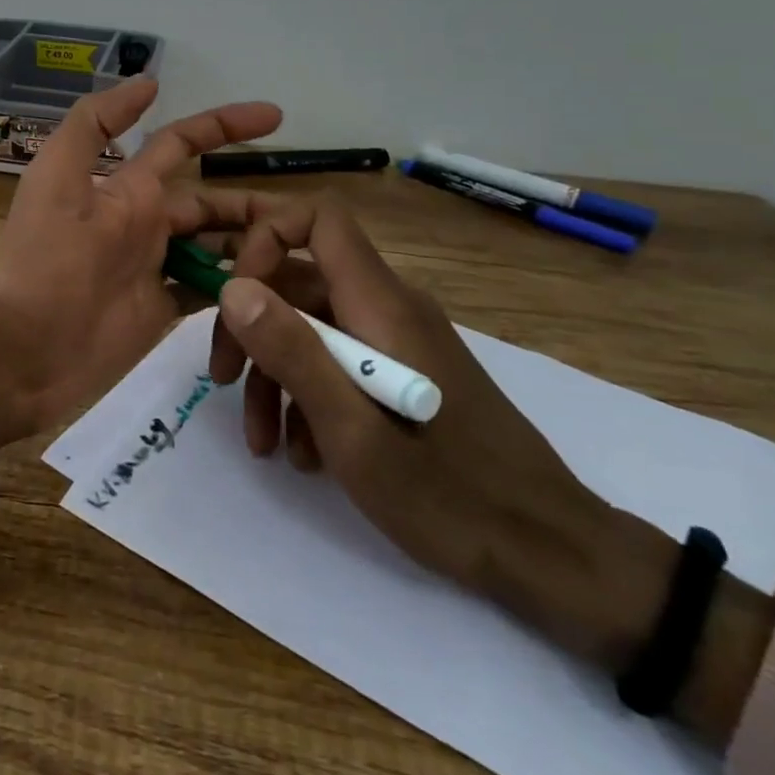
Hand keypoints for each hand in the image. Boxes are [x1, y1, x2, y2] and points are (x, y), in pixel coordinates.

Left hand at [0, 79, 280, 460]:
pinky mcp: (161, 310)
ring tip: (303, 257)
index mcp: (126, 188)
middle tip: (309, 218)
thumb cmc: (45, 260)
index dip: (224, 125)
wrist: (24, 348)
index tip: (275, 116)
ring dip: (254, 247)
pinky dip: (238, 287)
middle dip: (254, 203)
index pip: (182, 143)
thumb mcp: (58, 176)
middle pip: (212, 203)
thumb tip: (146, 82)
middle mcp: (145, 222)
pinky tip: (275, 292)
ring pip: (217, 245)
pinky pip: (209, 290)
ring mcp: (155, 267)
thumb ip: (93, 124)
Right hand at [180, 189, 774, 745]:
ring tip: (261, 437)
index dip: (266, 237)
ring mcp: (396, 341)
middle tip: (221, 377)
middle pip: (299, 277)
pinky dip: (305, 393)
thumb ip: (293, 353)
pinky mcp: (400, 373)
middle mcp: (388, 307)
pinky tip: (300, 450)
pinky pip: (336, 359)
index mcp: (381, 304)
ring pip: (310, 325)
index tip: (235, 296)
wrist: (553, 556)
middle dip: (250, 322)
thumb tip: (233, 287)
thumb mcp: (354, 433)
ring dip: (272, 371)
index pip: (318, 218)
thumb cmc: (451, 496)